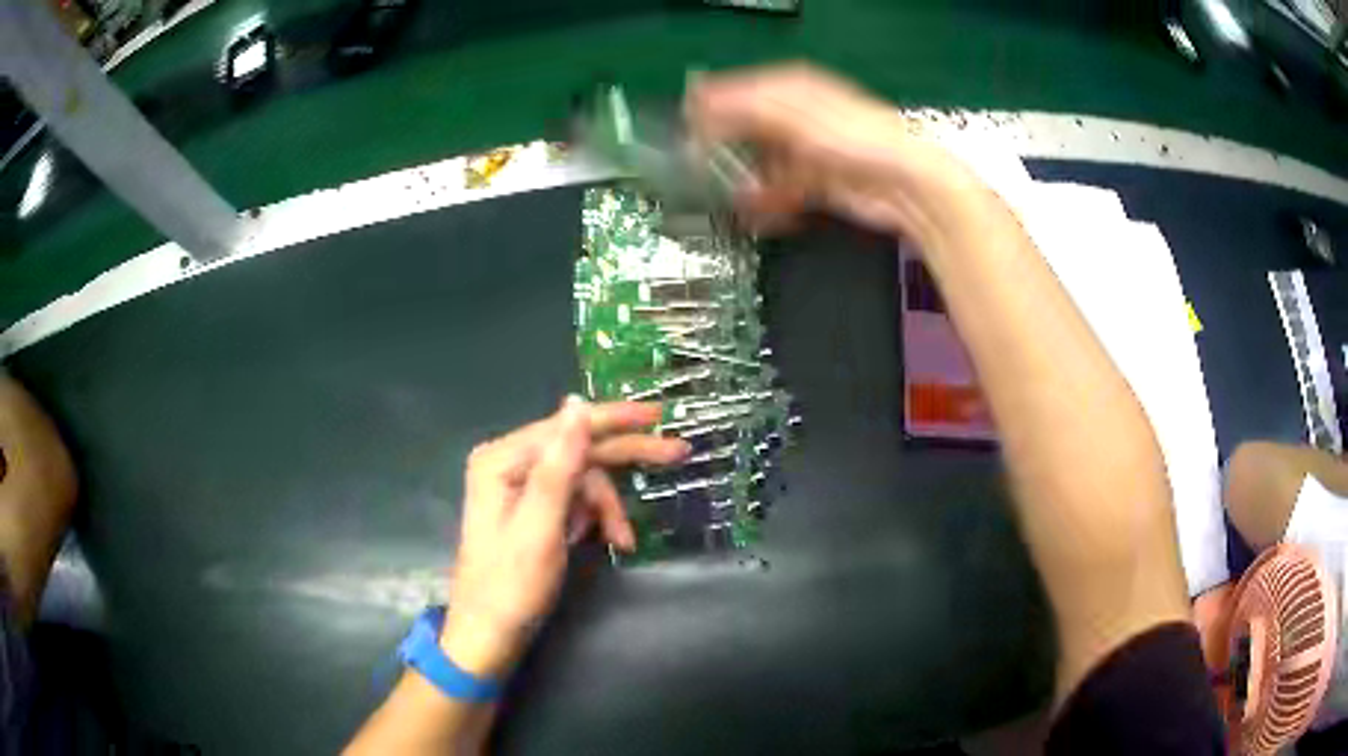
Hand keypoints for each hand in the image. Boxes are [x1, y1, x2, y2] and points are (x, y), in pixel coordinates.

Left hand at [441, 398, 687, 677]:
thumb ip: (558, 466)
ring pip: (581, 479)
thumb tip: (576, 403)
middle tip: (676, 453)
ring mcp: (517, 487)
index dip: (615, 420)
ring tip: (623, 540)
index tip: (659, 417)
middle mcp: (508, 464)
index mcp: (502, 460)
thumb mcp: (540, 527)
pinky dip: (594, 518)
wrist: (489, 635)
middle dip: (625, 458)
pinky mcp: (528, 509)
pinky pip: (572, 500)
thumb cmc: (511, 585)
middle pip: (577, 449)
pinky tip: (605, 539)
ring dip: (607, 507)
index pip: (568, 427)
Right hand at [685, 64, 988, 244]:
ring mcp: (809, 152)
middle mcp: (799, 117)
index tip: (685, 125)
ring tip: (734, 198)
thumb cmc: (855, 138)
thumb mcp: (795, 116)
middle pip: (748, 131)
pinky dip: (772, 203)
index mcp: (793, 89)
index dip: (711, 107)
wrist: (907, 185)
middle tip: (699, 167)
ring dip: (749, 183)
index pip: (740, 92)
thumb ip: (745, 109)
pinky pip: (784, 191)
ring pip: (764, 165)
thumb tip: (700, 103)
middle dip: (727, 151)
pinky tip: (763, 213)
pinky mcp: (819, 184)